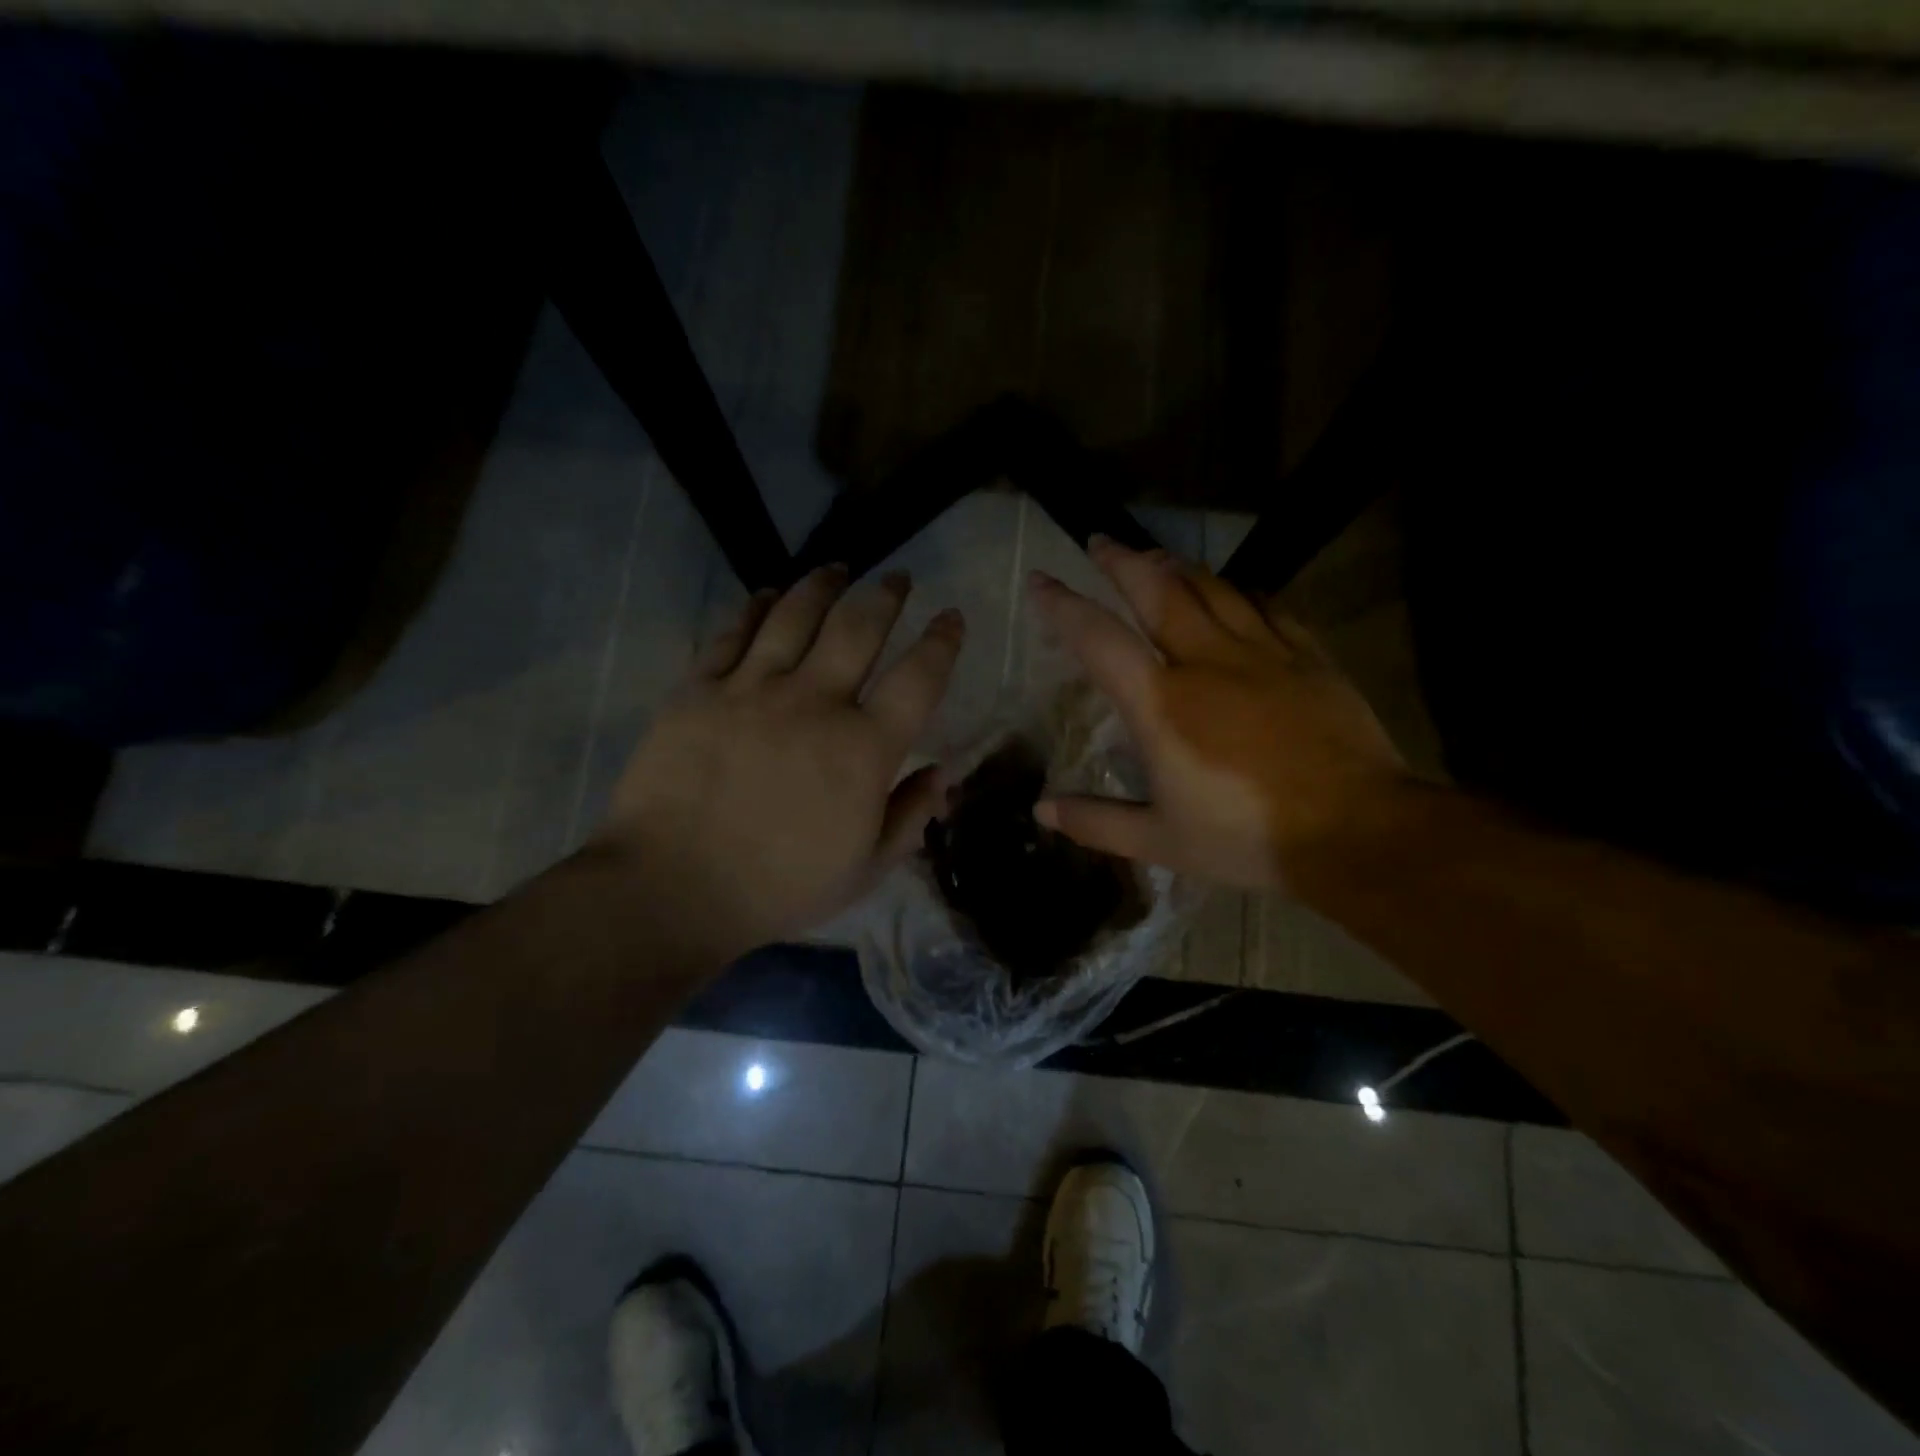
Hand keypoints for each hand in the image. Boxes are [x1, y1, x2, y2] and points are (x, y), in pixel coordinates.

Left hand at [590, 566, 962, 961]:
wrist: (671, 889)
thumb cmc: (778, 887)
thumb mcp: (864, 869)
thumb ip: (910, 816)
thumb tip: (943, 773)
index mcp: (864, 748)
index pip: (918, 678)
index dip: (942, 642)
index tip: (951, 617)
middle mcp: (815, 702)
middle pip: (858, 628)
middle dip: (886, 595)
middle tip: (898, 578)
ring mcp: (753, 690)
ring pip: (796, 615)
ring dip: (823, 584)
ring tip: (838, 569)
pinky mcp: (699, 689)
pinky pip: (733, 634)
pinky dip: (755, 607)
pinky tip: (767, 593)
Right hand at [1029, 537, 1409, 888]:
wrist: (1357, 832)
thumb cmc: (1248, 839)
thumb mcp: (1161, 841)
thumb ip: (1096, 823)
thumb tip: (1041, 812)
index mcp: (1162, 704)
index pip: (1099, 639)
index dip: (1063, 605)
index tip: (1041, 581)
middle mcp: (1206, 661)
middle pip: (1158, 589)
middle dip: (1123, 561)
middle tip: (1101, 542)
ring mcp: (1262, 653)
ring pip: (1212, 588)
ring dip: (1176, 566)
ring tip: (1156, 557)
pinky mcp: (1308, 657)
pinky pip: (1266, 606)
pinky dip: (1239, 591)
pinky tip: (1233, 591)